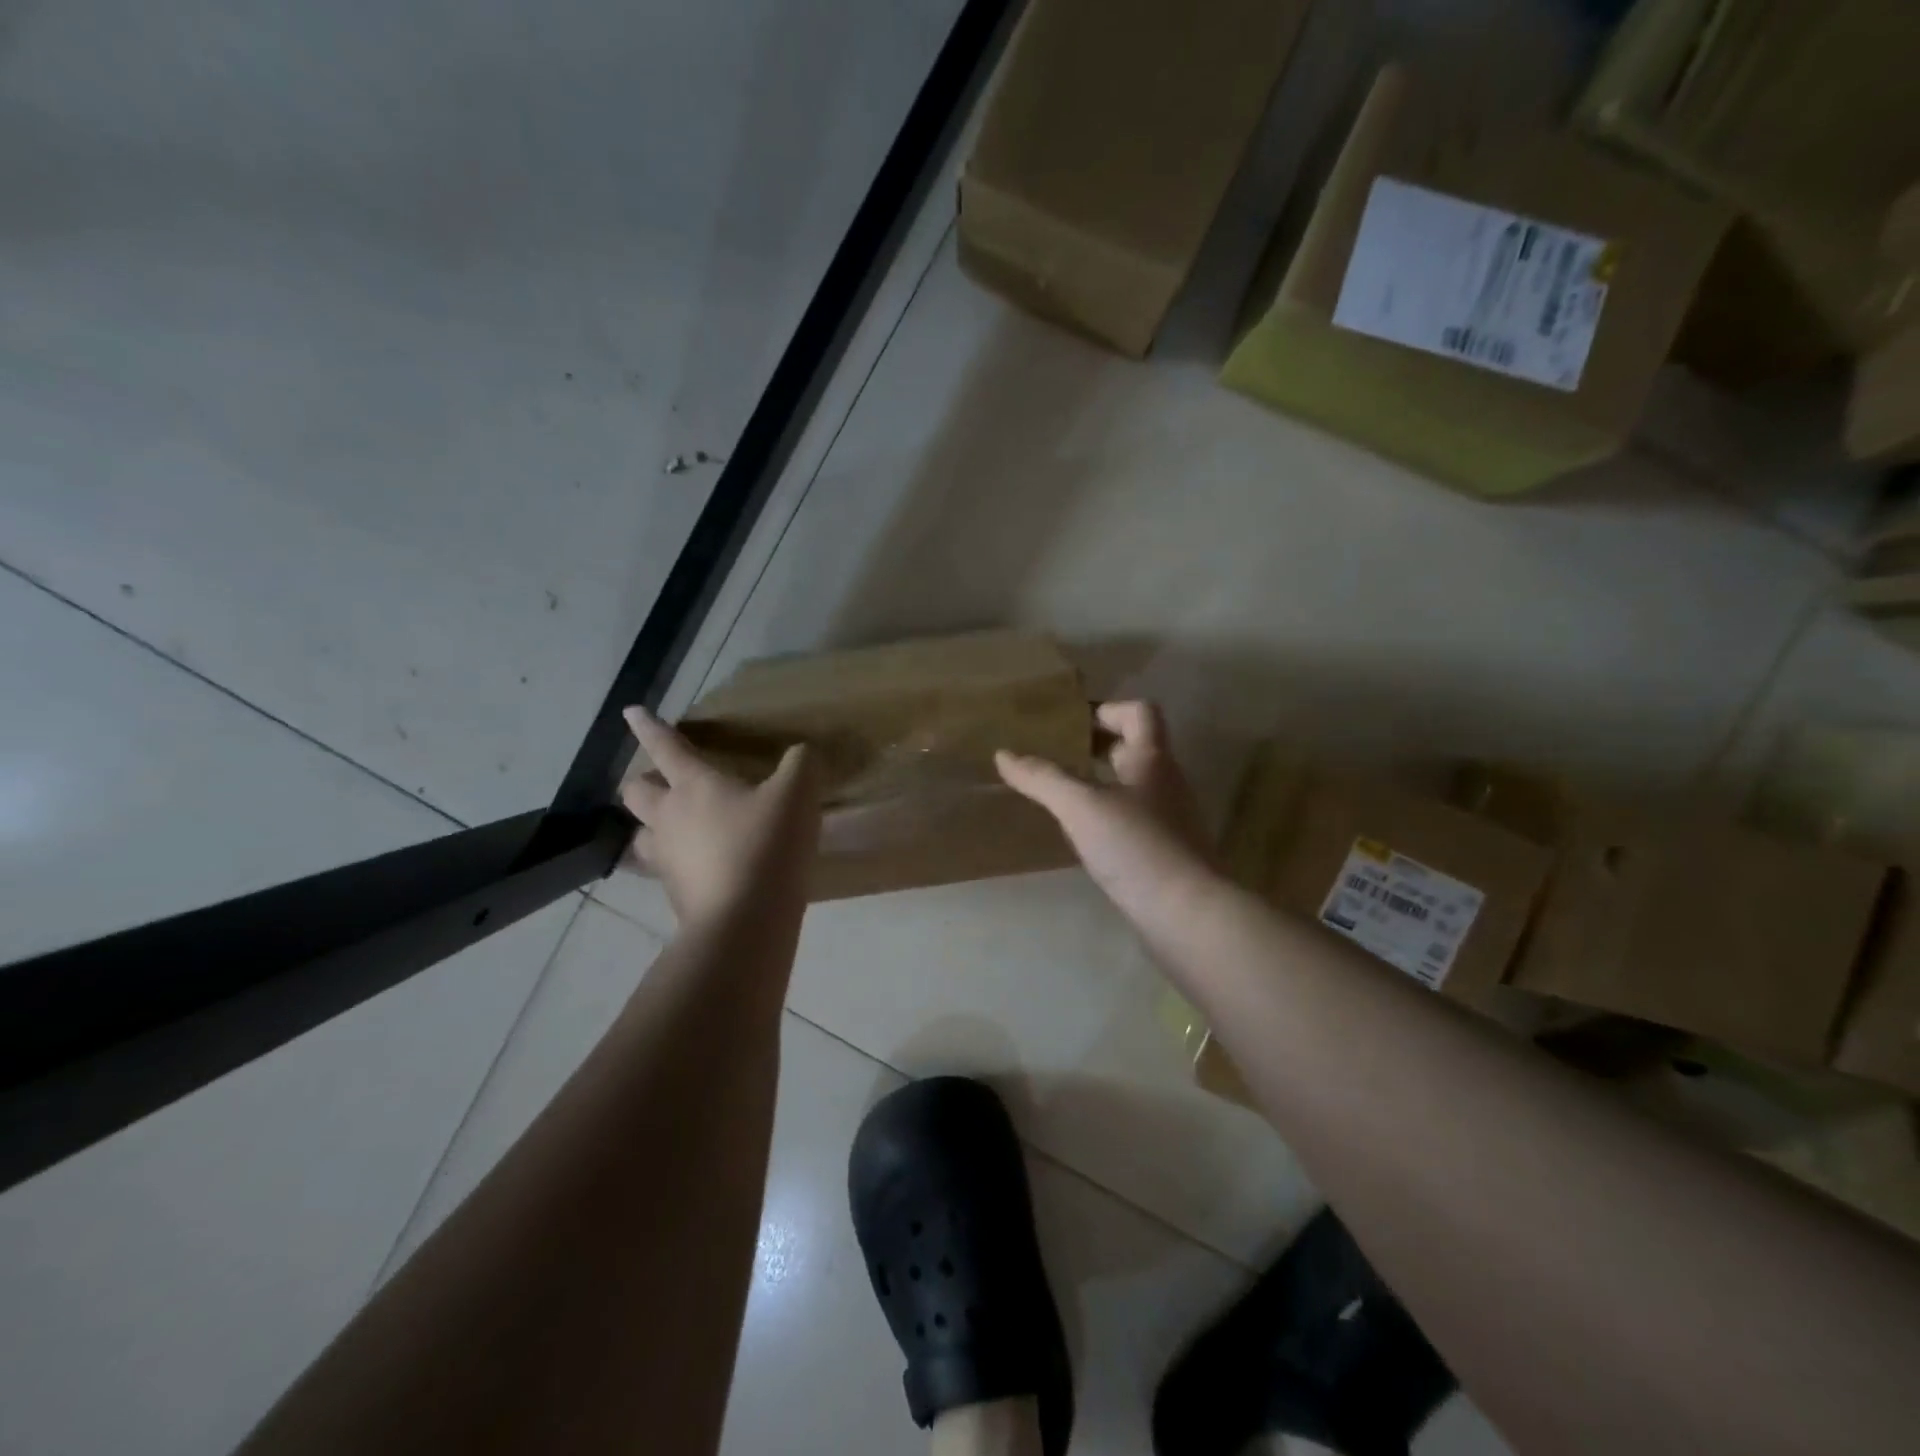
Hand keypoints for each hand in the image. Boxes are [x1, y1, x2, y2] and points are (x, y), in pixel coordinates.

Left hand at [618, 706, 821, 925]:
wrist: (744, 920)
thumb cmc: (766, 845)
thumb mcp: (797, 794)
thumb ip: (800, 764)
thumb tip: (801, 752)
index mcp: (694, 785)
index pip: (665, 747)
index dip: (648, 727)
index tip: (631, 711)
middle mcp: (669, 818)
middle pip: (636, 792)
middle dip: (644, 782)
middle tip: (664, 783)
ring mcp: (666, 859)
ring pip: (641, 835)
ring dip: (651, 826)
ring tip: (672, 829)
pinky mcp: (674, 894)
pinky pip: (664, 870)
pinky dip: (676, 863)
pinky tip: (701, 867)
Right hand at [996, 701, 1220, 924]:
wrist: (1186, 915)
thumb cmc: (1136, 847)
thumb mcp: (1081, 807)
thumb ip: (1043, 778)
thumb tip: (1003, 753)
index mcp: (1153, 760)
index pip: (1140, 713)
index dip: (1108, 709)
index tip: (1071, 723)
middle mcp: (1166, 783)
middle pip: (1135, 748)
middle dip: (1096, 746)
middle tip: (1054, 753)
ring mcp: (1168, 820)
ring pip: (1132, 786)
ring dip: (1099, 782)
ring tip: (1060, 792)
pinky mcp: (1164, 853)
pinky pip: (1131, 820)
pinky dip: (1106, 816)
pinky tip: (1082, 834)